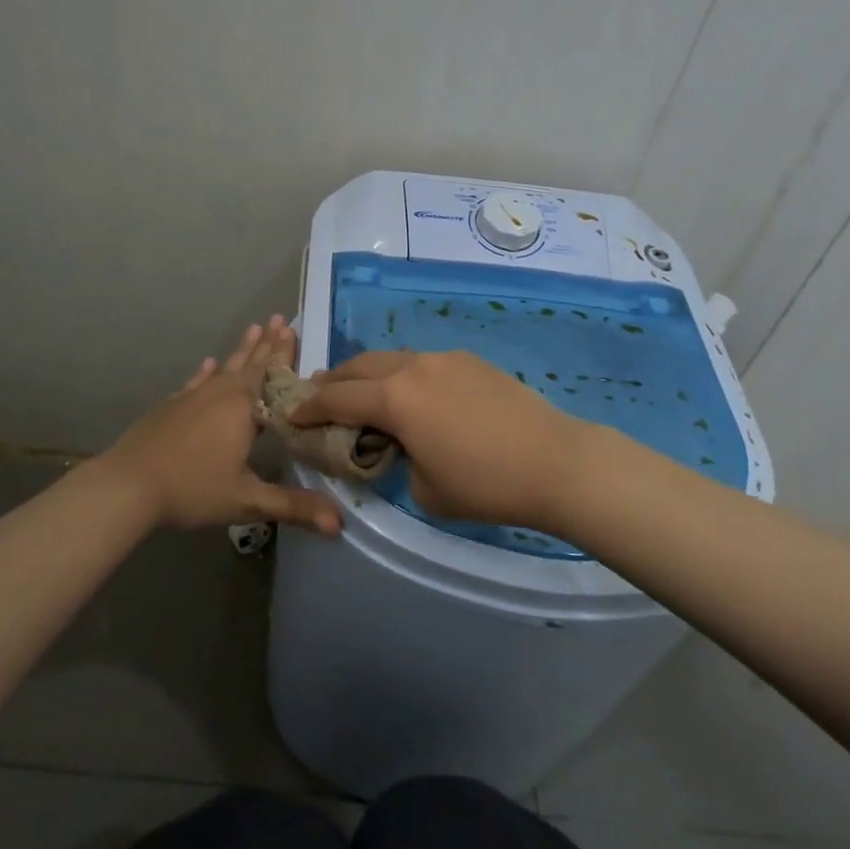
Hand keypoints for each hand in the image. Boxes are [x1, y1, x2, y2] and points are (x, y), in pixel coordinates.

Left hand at [98, 317, 342, 536]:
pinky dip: (205, 372)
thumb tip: (340, 524)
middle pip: (250, 364)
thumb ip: (293, 507)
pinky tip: (207, 363)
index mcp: (243, 409)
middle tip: (279, 318)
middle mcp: (220, 394)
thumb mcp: (247, 500)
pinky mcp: (171, 406)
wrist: (128, 485)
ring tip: (253, 327)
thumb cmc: (192, 489)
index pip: (273, 376)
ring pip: (224, 367)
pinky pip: (196, 382)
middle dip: (267, 343)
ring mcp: (192, 397)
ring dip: (241, 350)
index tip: (295, 330)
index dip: (285, 355)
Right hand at [290, 350, 602, 533]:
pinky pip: (422, 363)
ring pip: (391, 359)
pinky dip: (403, 375)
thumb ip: (399, 460)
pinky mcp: (470, 360)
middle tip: (319, 395)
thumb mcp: (425, 489)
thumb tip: (402, 446)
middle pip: (359, 366)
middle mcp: (413, 367)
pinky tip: (413, 395)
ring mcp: (444, 358)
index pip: (337, 398)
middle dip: (334, 380)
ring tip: (363, 393)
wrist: (556, 462)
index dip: (310, 408)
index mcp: (395, 398)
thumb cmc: (486, 484)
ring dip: (369, 374)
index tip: (292, 415)